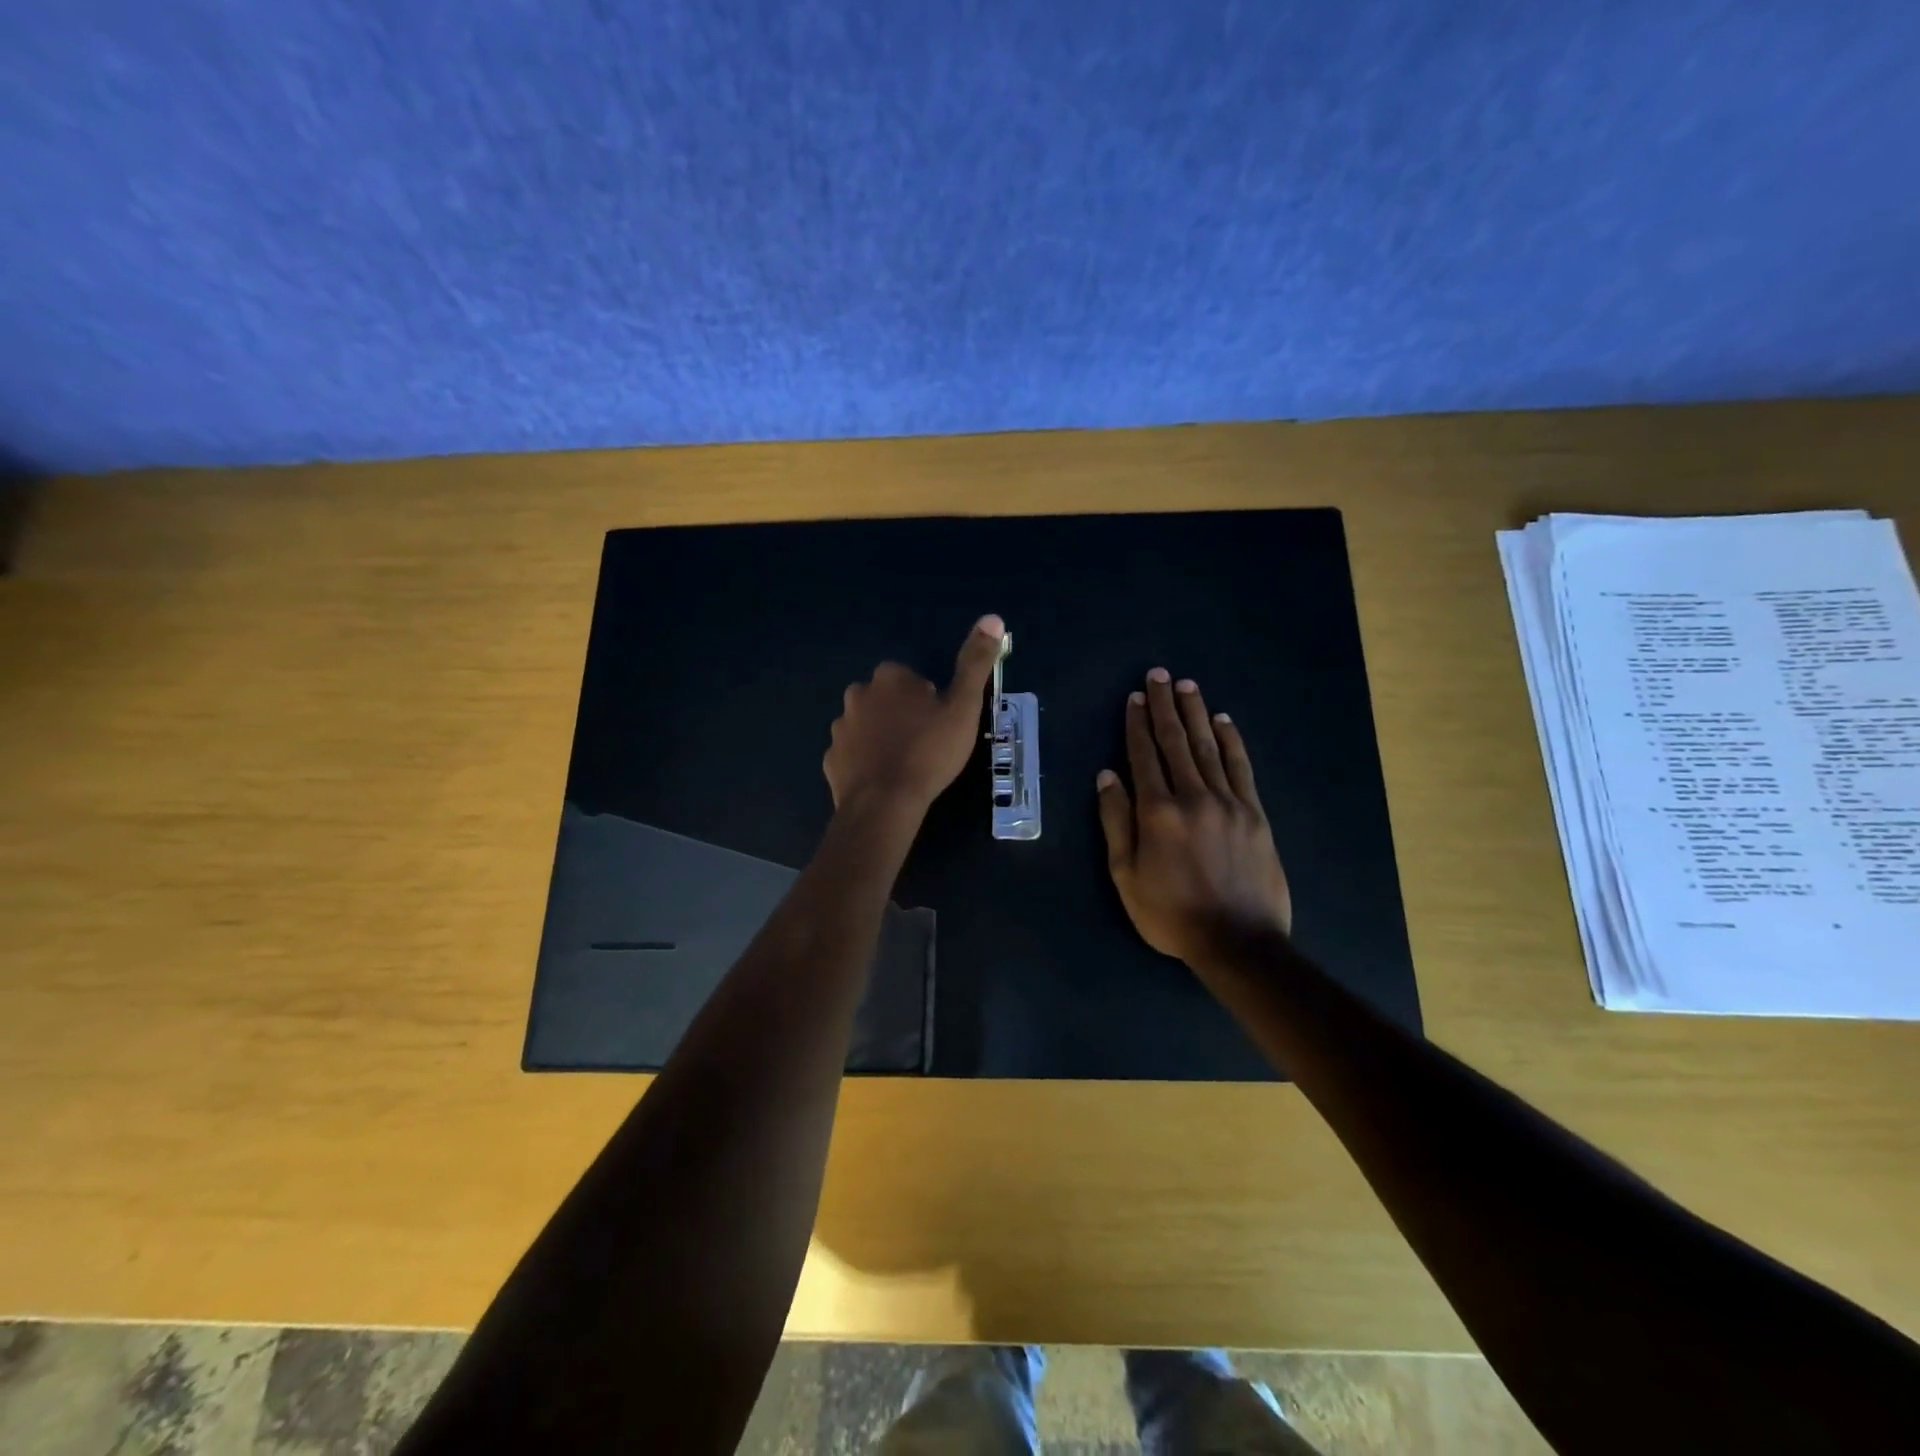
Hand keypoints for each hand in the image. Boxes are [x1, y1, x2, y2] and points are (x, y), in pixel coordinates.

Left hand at [824, 615, 1004, 815]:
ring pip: (867, 725)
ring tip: (903, 765)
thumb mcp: (963, 706)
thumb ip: (975, 663)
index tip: (939, 725)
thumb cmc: (929, 752)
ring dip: (882, 737)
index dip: (929, 701)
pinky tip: (882, 780)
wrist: (885, 803)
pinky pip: (852, 754)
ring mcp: (841, 728)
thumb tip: (992, 618)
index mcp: (889, 678)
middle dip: (902, 715)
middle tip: (924, 745)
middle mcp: (858, 694)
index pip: (912, 679)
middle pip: (886, 699)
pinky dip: (864, 762)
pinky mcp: (831, 759)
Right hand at [1097, 668, 1291, 966]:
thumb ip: (1116, 822)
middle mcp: (1193, 796)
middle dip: (1165, 706)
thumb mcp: (1126, 875)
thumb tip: (1107, 776)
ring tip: (1187, 686)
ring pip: (1209, 747)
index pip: (1144, 756)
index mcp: (1157, 811)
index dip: (1137, 725)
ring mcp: (1228, 802)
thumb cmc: (1171, 913)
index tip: (1134, 698)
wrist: (1238, 941)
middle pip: (1176, 742)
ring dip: (1196, 713)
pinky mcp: (1254, 812)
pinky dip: (1231, 741)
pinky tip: (1224, 721)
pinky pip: (1241, 767)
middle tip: (1158, 675)